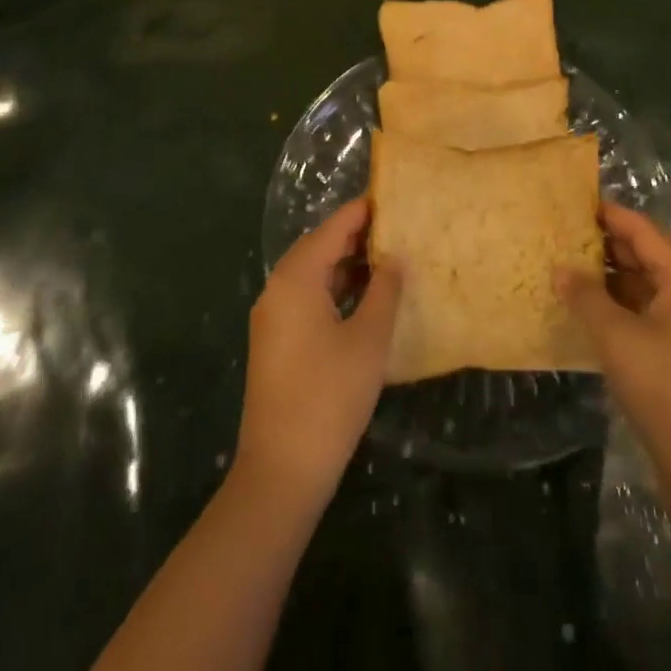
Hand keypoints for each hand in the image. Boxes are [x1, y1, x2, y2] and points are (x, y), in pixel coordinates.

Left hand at [235, 197, 401, 510]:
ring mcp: (273, 316)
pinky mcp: (275, 341)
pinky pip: (307, 298)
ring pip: (313, 274)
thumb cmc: (329, 396)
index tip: (395, 199)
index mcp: (296, 277)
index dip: (363, 211)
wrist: (281, 470)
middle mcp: (278, 288)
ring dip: (347, 265)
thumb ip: (384, 290)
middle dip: (357, 236)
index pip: (333, 227)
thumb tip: (395, 256)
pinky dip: (334, 290)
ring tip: (388, 260)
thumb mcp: (368, 339)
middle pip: (319, 246)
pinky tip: (364, 300)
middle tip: (398, 230)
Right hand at [557, 203, 670, 500]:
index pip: (641, 229)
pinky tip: (578, 312)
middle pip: (640, 255)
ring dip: (602, 278)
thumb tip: (559, 268)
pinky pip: (636, 316)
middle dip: (600, 244)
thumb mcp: (618, 338)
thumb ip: (586, 297)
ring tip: (558, 268)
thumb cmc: (668, 390)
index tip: (567, 201)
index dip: (606, 213)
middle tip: (554, 234)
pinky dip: (610, 309)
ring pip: (636, 287)